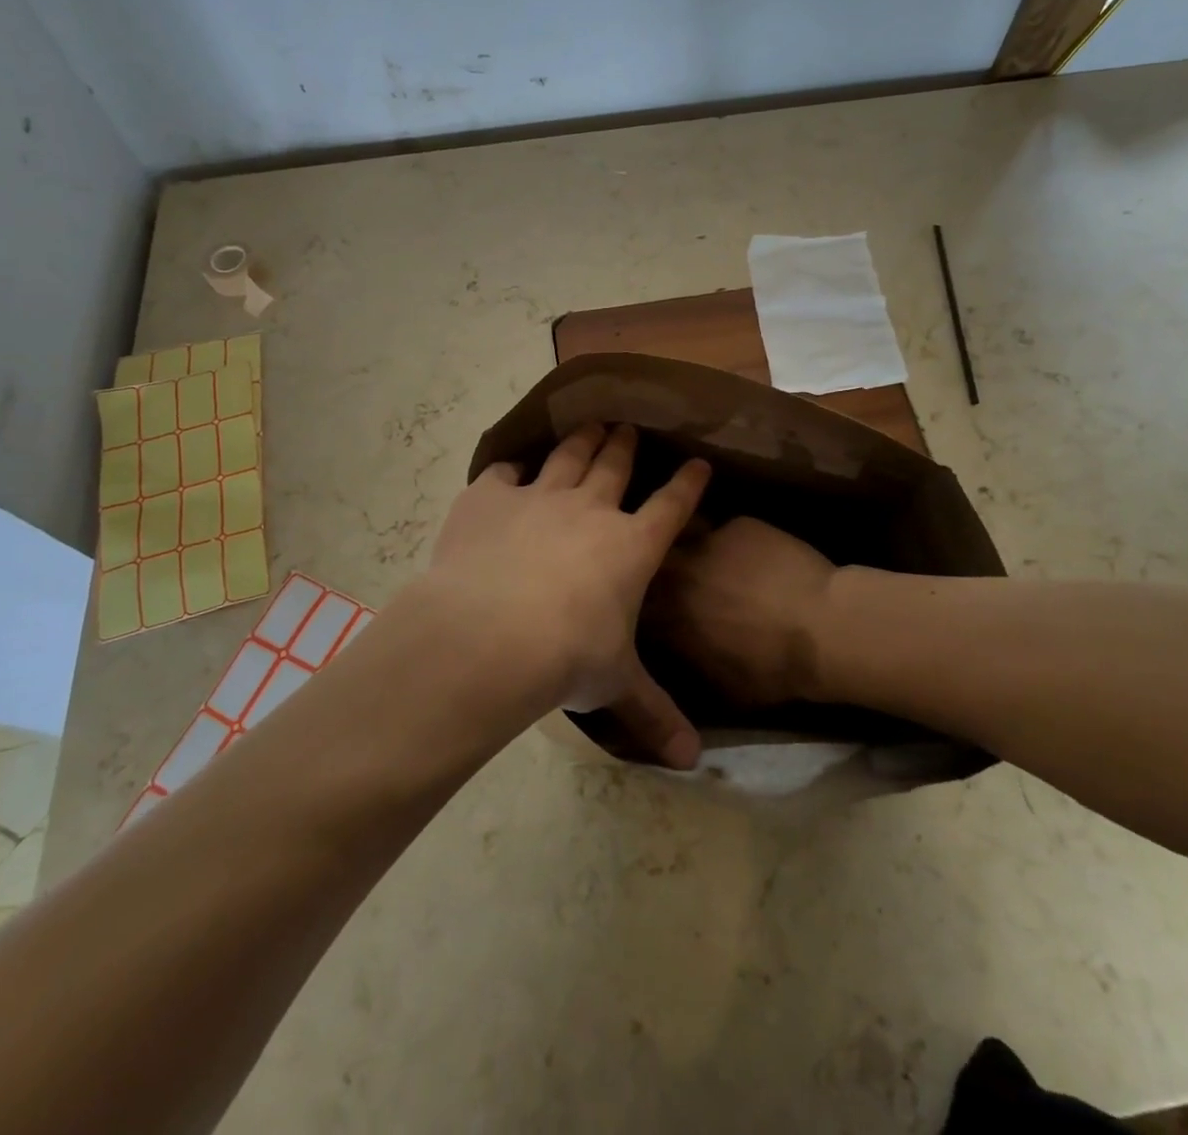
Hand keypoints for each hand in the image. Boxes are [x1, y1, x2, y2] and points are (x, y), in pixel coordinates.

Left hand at [418, 423, 710, 767]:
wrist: (491, 634)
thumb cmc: (567, 657)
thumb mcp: (616, 684)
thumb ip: (654, 714)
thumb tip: (692, 763)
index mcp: (630, 545)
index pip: (671, 505)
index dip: (687, 483)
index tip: (698, 463)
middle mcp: (590, 509)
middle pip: (615, 464)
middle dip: (626, 444)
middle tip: (631, 426)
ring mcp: (538, 497)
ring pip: (568, 456)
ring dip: (582, 440)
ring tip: (590, 424)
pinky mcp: (489, 497)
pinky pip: (502, 475)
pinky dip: (509, 472)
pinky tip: (510, 471)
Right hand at [646, 518, 837, 704]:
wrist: (823, 629)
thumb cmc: (772, 670)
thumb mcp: (719, 687)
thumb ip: (686, 663)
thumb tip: (676, 654)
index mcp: (665, 615)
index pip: (634, 601)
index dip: (638, 602)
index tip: (647, 607)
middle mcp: (676, 572)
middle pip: (651, 558)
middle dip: (656, 564)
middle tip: (676, 577)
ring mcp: (707, 542)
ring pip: (685, 534)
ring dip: (689, 546)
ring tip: (710, 558)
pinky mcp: (739, 525)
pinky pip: (726, 531)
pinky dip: (734, 543)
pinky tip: (756, 556)